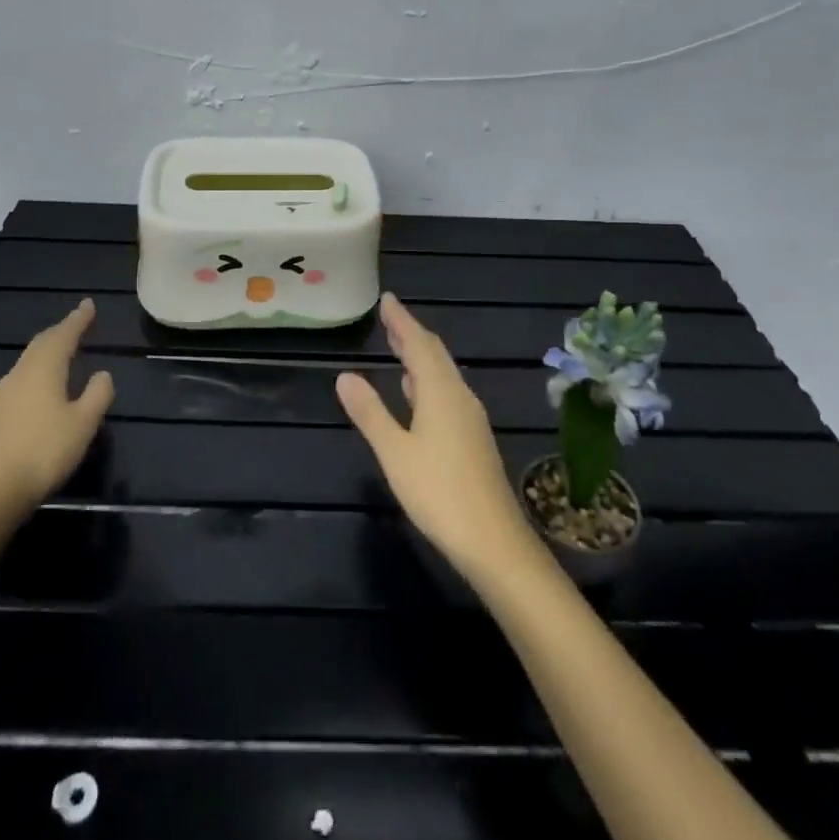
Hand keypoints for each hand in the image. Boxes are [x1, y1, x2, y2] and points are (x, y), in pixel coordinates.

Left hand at [0, 298, 114, 517]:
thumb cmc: (44, 450)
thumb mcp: (83, 423)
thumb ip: (97, 394)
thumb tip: (102, 373)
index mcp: (44, 368)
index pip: (64, 334)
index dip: (78, 319)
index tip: (89, 304)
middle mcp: (22, 373)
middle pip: (42, 344)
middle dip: (62, 331)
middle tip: (79, 323)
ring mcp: (5, 394)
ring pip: (30, 360)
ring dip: (49, 350)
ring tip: (65, 349)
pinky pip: (24, 377)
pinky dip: (39, 369)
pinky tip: (45, 383)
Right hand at [336, 293, 537, 578]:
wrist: (493, 540)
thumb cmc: (438, 492)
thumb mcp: (394, 452)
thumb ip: (370, 412)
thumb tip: (345, 376)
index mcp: (440, 392)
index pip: (419, 344)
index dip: (402, 321)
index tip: (388, 299)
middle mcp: (459, 397)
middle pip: (435, 355)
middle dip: (411, 334)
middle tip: (390, 317)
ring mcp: (470, 418)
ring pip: (443, 374)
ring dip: (420, 357)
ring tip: (399, 345)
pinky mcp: (472, 438)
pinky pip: (447, 392)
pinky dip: (428, 380)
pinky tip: (417, 391)